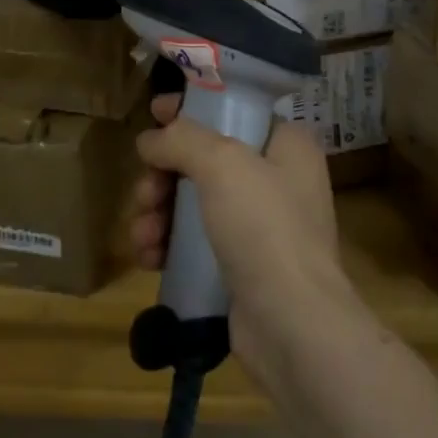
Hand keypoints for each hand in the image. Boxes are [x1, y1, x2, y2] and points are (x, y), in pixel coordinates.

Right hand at [127, 89, 355, 381]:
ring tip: (144, 235)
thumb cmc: (264, 228)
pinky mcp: (241, 267)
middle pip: (204, 159)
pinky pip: (195, 242)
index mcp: (286, 145)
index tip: (153, 113)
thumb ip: (181, 139)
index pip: (232, 110)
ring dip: (159, 213)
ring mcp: (260, 227)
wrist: (293, 328)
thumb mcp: (222, 163)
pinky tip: (149, 257)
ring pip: (194, 201)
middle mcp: (277, 180)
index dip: (191, 109)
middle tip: (145, 192)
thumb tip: (150, 141)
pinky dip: (169, 244)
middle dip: (165, 175)